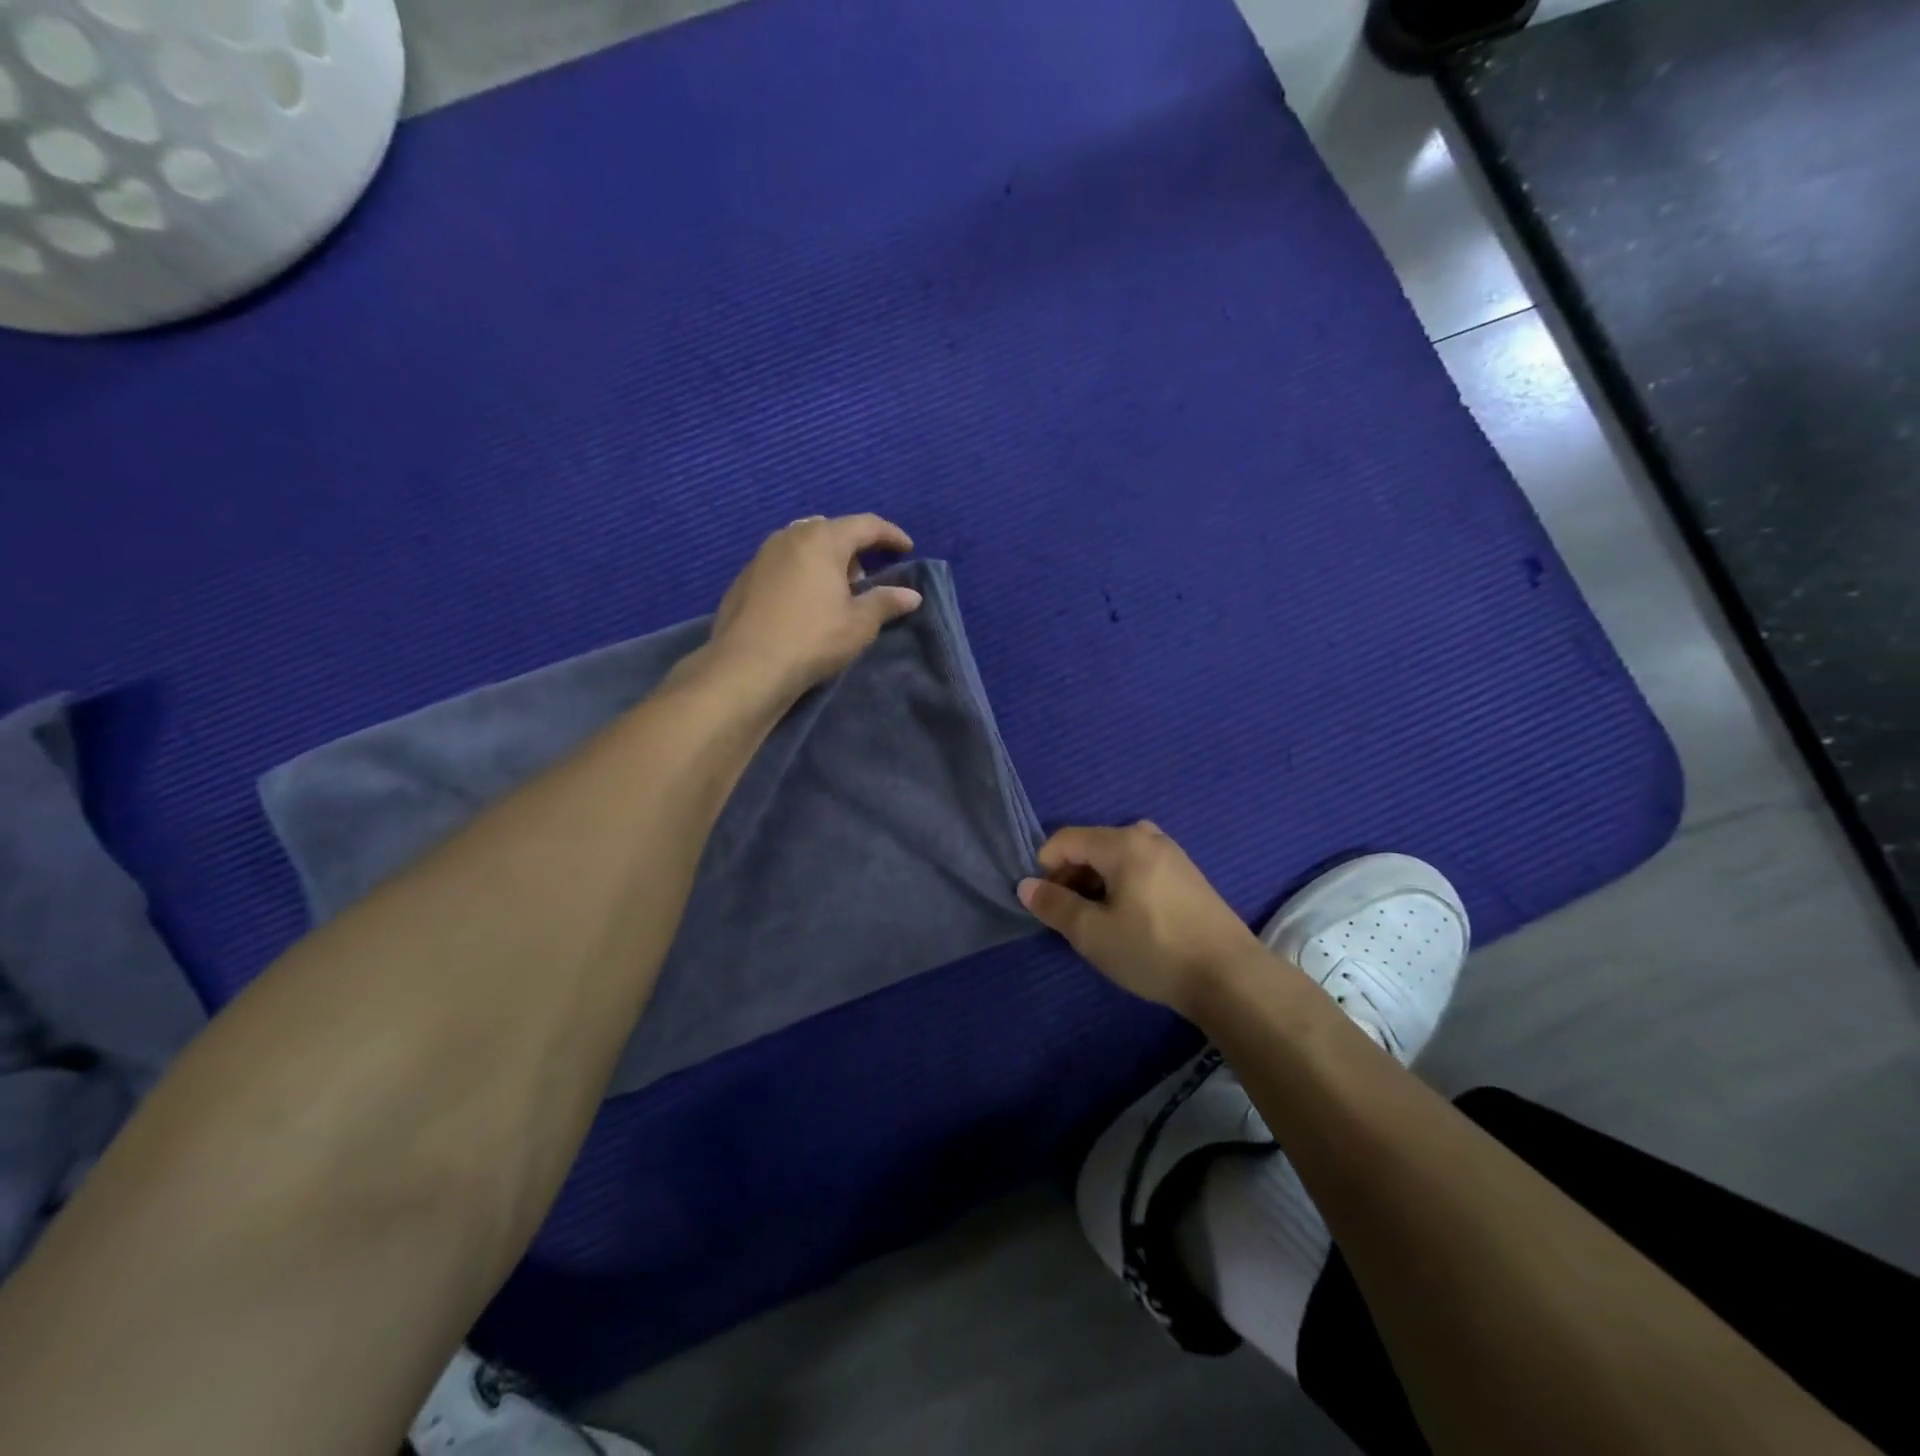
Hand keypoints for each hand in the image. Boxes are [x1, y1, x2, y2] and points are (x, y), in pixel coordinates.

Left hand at [708, 514, 923, 700]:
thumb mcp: (859, 624)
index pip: (865, 525)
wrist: (747, 666)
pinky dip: (801, 574)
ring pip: (803, 546)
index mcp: (822, 539)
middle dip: (854, 549)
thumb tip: (911, 595)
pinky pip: (783, 564)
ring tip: (836, 593)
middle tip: (866, 579)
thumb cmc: (812, 638)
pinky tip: (804, 604)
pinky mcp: (744, 578)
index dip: (890, 534)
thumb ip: (886, 602)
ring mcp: (762, 555)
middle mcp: (790, 536)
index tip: (907, 548)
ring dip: (825, 561)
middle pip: (831, 531)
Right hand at [1019, 822, 1265, 1015]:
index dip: (1045, 867)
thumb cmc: (1153, 950)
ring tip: (1099, 923)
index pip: (1065, 839)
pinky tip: (1130, 922)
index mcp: (1123, 843)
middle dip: (1071, 876)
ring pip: (1116, 858)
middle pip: (1092, 845)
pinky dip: (1122, 886)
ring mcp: (1173, 855)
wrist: (1230, 977)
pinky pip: (1140, 868)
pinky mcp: (1188, 876)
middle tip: (1070, 917)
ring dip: (1096, 883)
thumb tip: (1026, 886)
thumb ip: (1054, 906)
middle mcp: (1148, 837)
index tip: (1046, 904)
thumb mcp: (1092, 934)